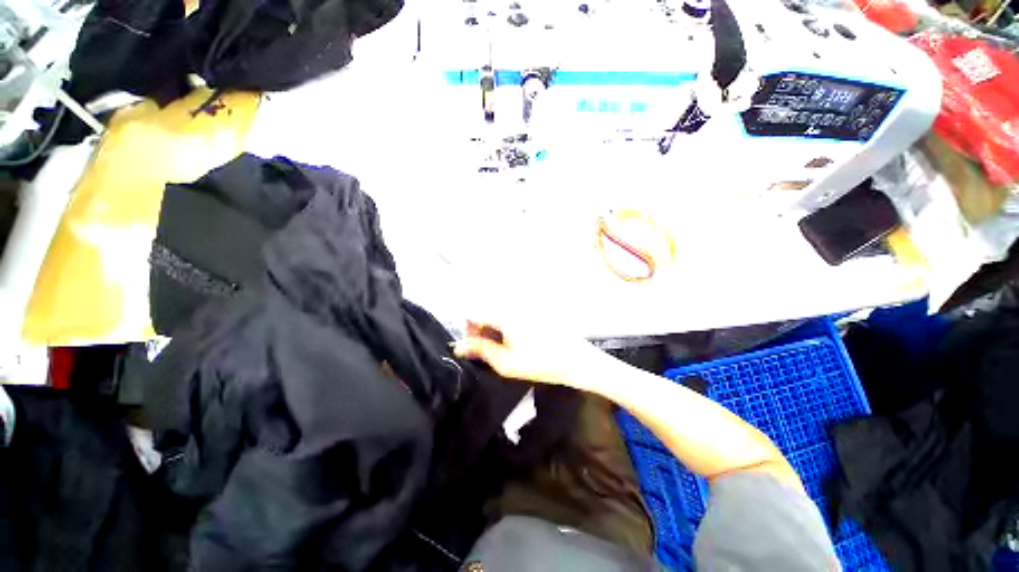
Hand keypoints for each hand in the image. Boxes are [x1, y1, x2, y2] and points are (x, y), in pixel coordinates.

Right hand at [453, 320, 601, 387]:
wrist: (575, 360)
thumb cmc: (541, 363)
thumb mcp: (506, 363)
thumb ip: (481, 351)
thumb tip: (459, 346)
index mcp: (505, 315)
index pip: (475, 314)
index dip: (468, 331)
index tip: (470, 346)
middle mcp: (513, 306)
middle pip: (487, 313)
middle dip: (481, 330)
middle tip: (486, 351)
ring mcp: (524, 308)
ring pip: (499, 315)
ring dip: (494, 330)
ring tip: (502, 350)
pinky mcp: (533, 312)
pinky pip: (511, 316)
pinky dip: (506, 328)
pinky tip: (515, 343)